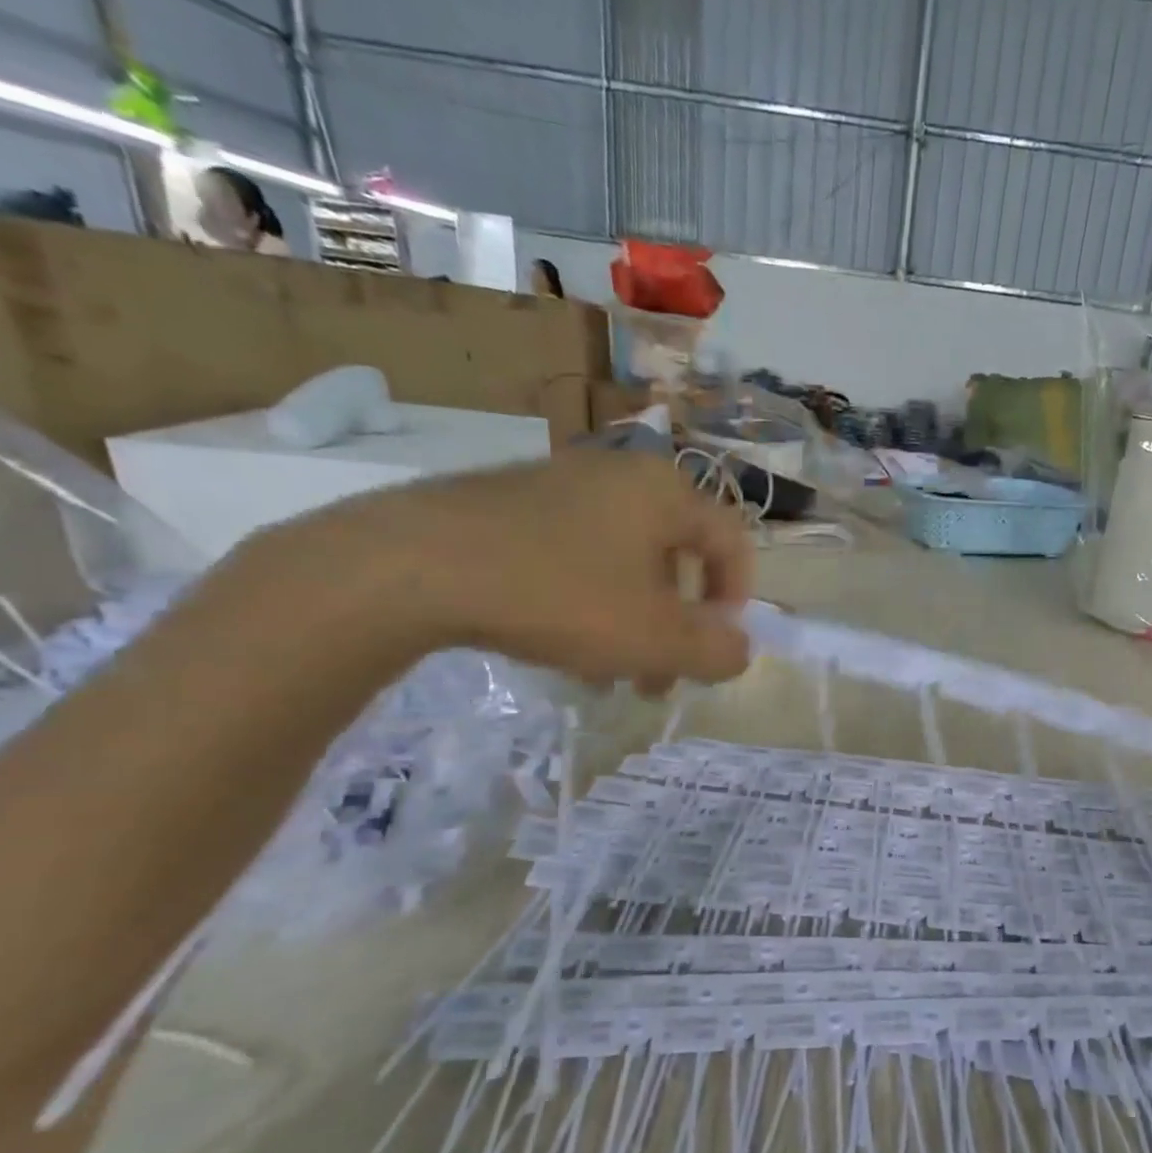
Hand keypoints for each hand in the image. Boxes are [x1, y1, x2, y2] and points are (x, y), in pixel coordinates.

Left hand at [286, 449, 753, 691]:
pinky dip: (587, 602)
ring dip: (633, 623)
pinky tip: (561, 647)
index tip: (715, 648)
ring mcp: (561, 483)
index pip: (732, 542)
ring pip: (624, 563)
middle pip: (676, 558)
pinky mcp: (510, 502)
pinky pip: (575, 555)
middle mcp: (621, 474)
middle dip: (677, 626)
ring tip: (609, 676)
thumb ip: (717, 652)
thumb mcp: (656, 640)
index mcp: (666, 492)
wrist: (413, 564)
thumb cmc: (561, 595)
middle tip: (661, 678)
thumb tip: (738, 650)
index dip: (737, 601)